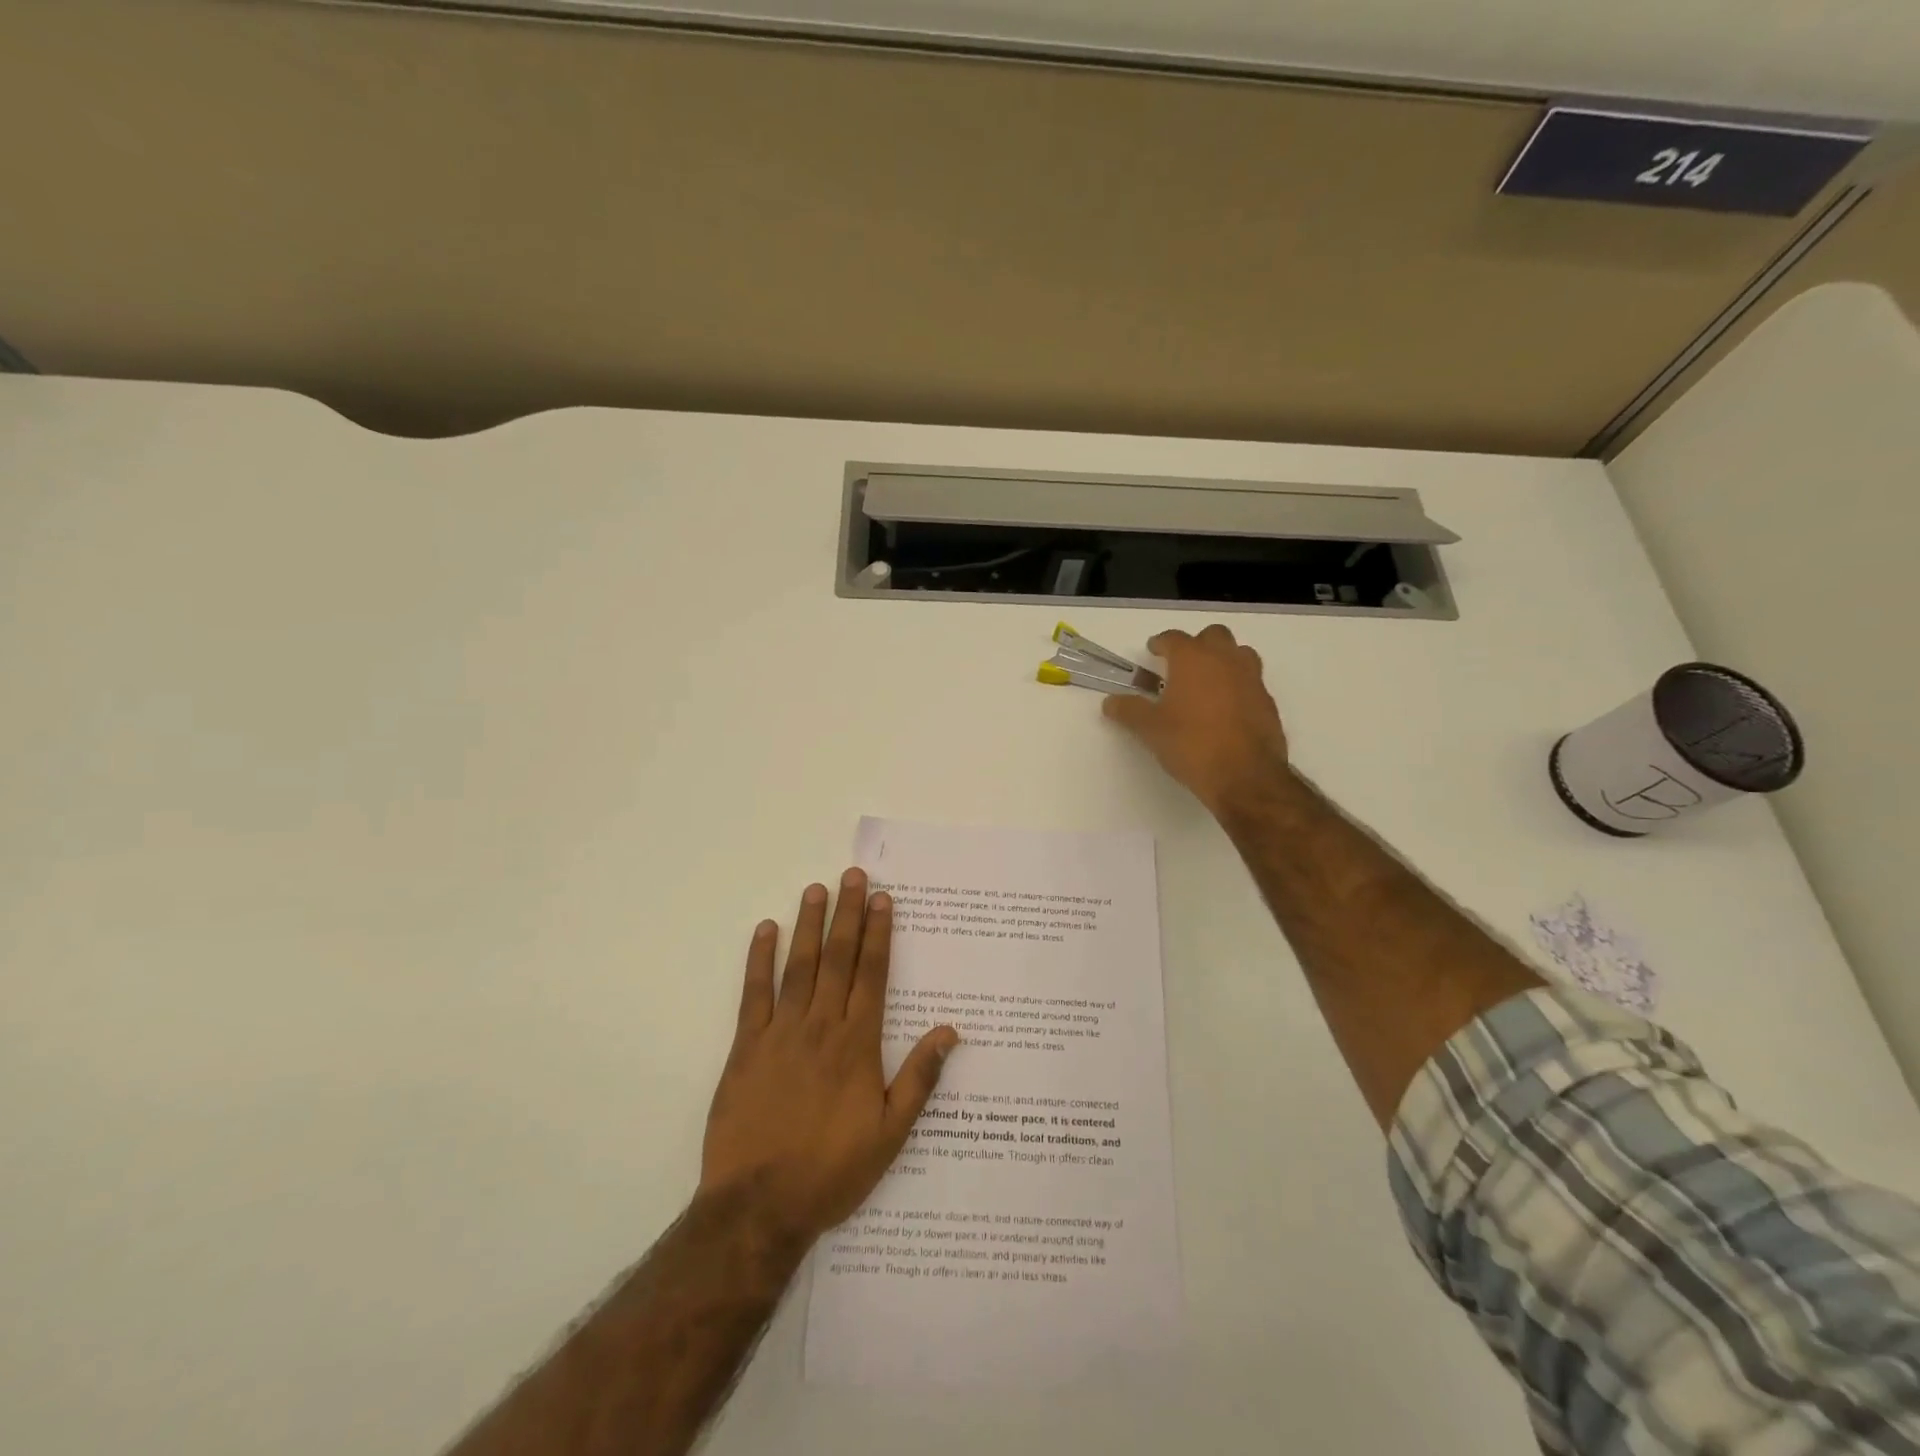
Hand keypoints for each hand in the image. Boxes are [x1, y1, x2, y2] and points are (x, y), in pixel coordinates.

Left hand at [699, 869, 959, 1245]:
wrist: (758, 1206)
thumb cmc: (831, 1170)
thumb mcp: (890, 1134)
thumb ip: (919, 1078)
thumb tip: (951, 1032)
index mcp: (858, 1044)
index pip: (873, 974)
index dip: (879, 934)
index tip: (883, 899)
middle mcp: (821, 1026)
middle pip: (838, 958)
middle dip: (848, 914)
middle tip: (854, 875)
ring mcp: (780, 1032)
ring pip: (799, 966)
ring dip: (809, 924)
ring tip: (816, 888)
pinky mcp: (745, 1046)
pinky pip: (753, 993)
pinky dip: (759, 959)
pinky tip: (765, 930)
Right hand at [1103, 625, 1291, 815]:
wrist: (1244, 775)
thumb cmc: (1191, 744)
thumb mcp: (1150, 729)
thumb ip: (1129, 711)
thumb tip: (1110, 702)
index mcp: (1193, 659)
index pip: (1174, 638)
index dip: (1161, 643)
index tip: (1153, 650)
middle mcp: (1225, 660)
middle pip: (1213, 636)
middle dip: (1197, 644)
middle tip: (1182, 664)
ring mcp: (1252, 679)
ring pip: (1239, 654)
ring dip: (1224, 660)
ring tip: (1208, 682)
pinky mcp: (1268, 702)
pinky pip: (1252, 682)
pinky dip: (1238, 686)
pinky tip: (1226, 709)